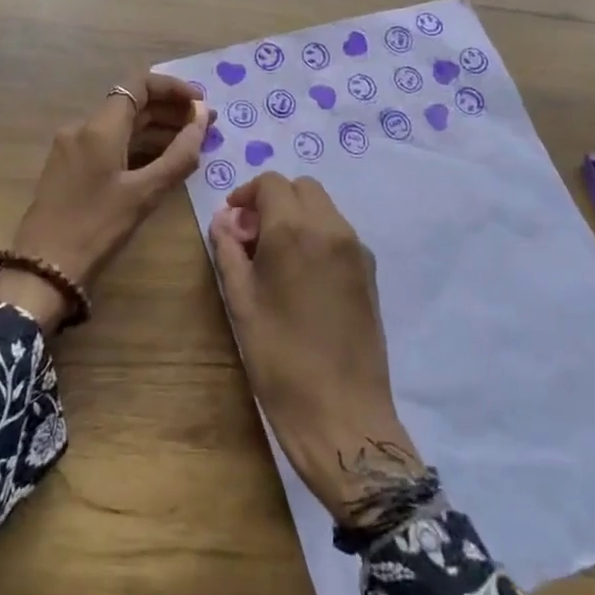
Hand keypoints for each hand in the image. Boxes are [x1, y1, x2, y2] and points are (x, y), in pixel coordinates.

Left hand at [0, 74, 212, 331]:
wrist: (44, 268)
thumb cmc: (97, 227)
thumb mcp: (145, 193)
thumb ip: (179, 154)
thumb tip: (202, 119)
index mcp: (99, 127)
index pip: (140, 84)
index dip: (174, 88)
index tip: (201, 104)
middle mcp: (83, 127)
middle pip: (132, 103)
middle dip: (170, 110)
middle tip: (207, 125)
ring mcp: (73, 147)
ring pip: (121, 125)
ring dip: (156, 129)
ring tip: (192, 144)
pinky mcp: (70, 167)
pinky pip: (109, 144)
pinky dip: (138, 146)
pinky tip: (162, 161)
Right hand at [209, 174, 424, 524]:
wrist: (340, 412)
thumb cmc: (279, 357)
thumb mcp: (240, 301)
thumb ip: (229, 251)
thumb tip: (224, 220)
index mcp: (295, 229)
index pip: (271, 183)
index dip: (246, 194)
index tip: (232, 222)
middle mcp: (331, 228)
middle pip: (302, 188)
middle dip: (274, 200)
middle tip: (252, 237)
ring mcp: (356, 249)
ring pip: (324, 208)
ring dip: (297, 216)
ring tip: (276, 258)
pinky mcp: (369, 272)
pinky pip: (339, 234)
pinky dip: (317, 235)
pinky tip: (302, 276)